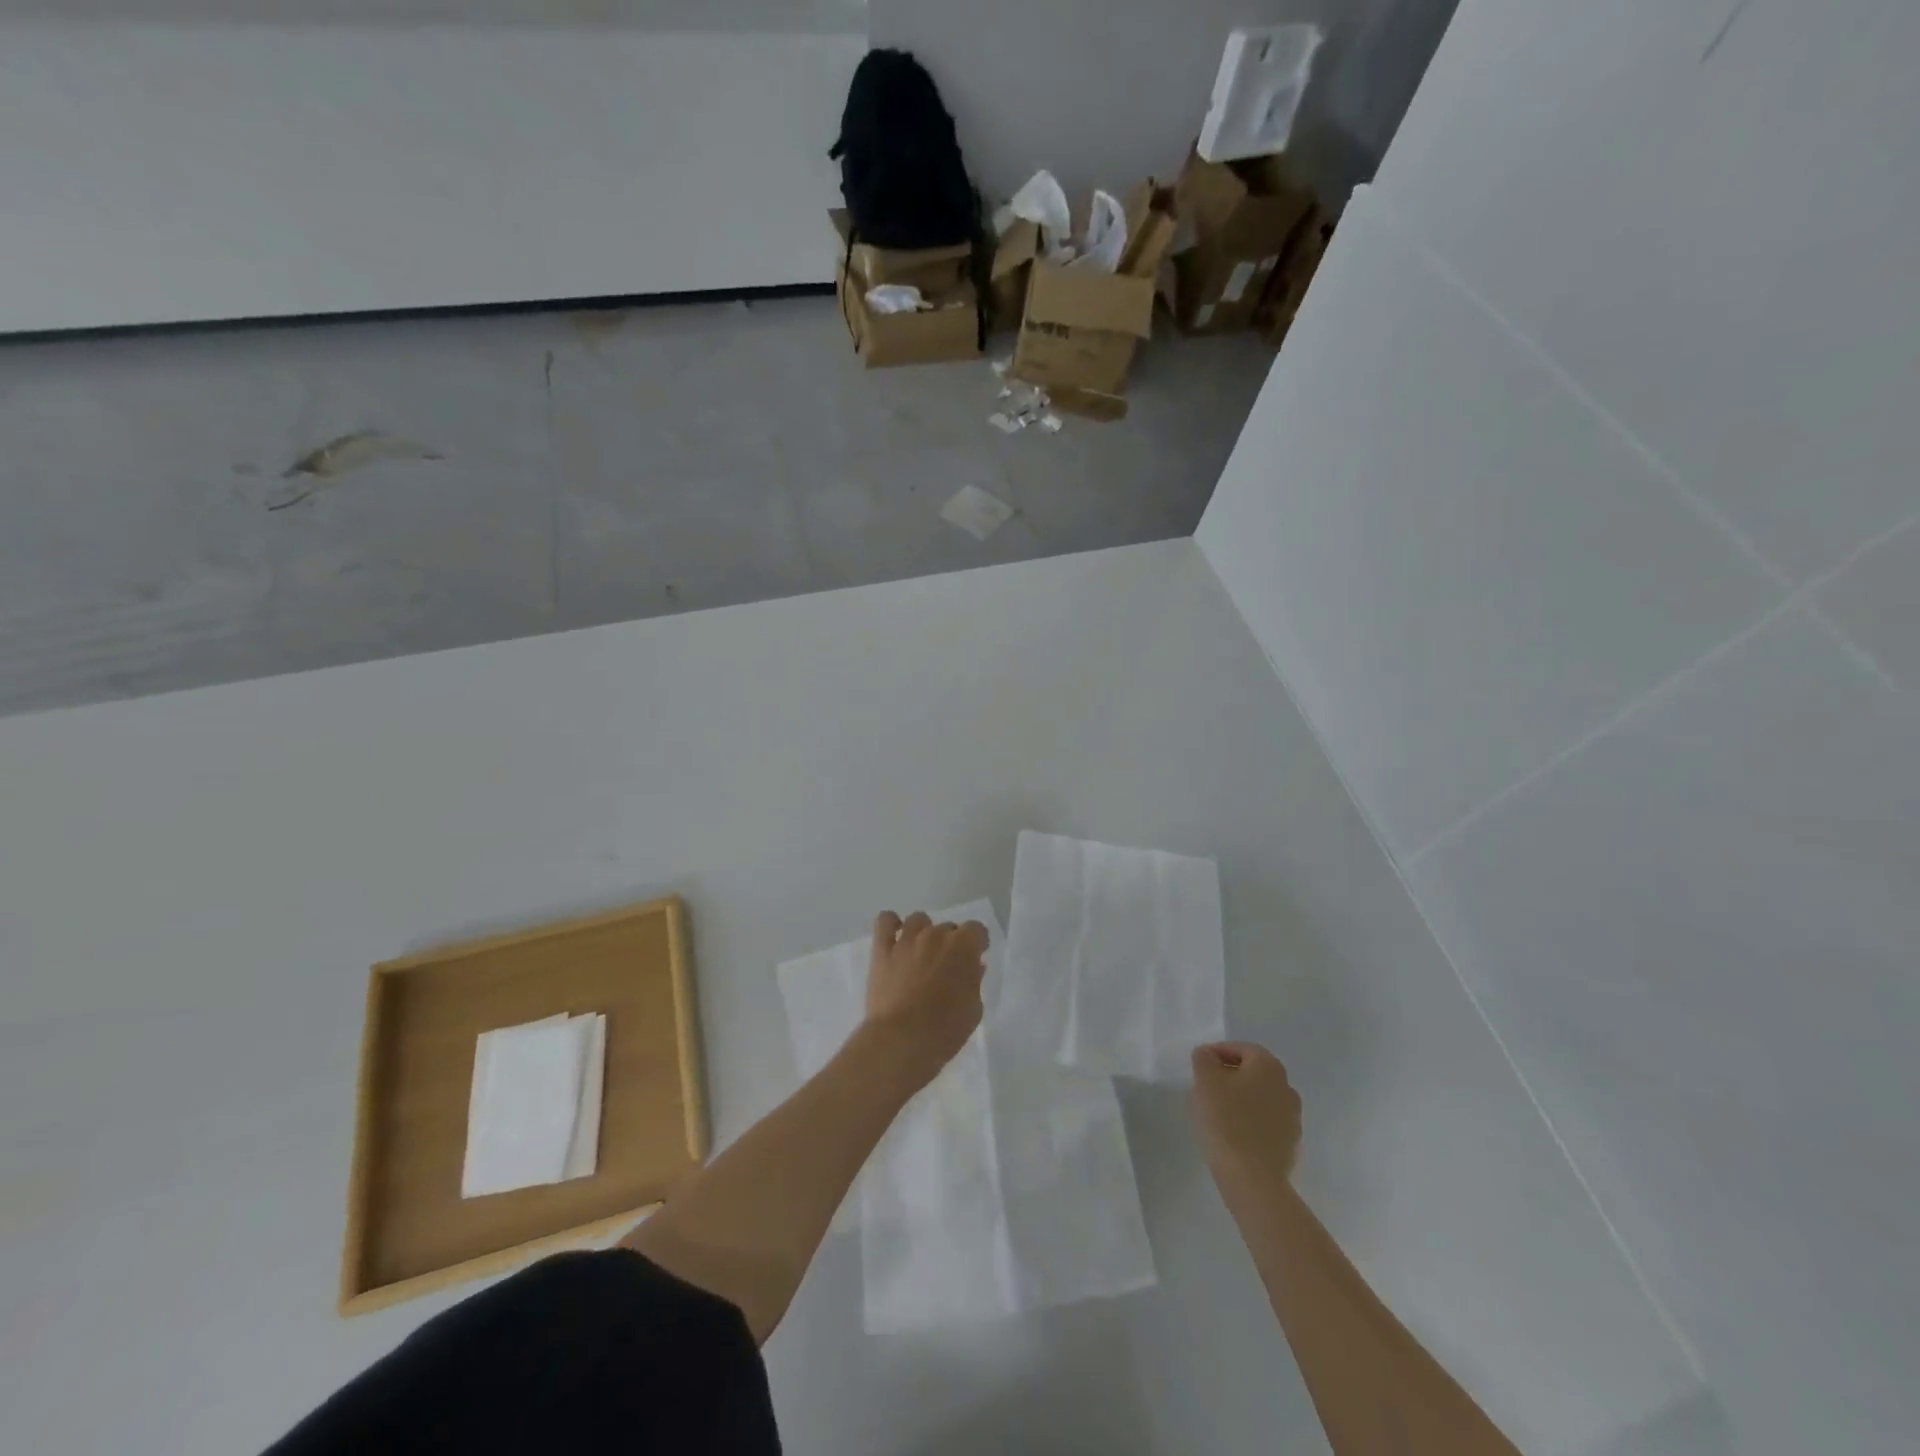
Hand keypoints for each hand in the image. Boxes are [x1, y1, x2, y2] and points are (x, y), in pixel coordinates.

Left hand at [861, 911, 988, 1089]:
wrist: (901, 1042)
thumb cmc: (945, 1031)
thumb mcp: (973, 1010)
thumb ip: (974, 982)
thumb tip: (973, 967)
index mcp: (963, 947)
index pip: (976, 929)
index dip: (976, 944)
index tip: (974, 959)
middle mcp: (935, 935)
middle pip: (947, 927)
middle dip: (949, 944)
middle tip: (945, 967)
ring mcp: (906, 940)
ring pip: (918, 920)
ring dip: (923, 933)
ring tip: (920, 954)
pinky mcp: (882, 950)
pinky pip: (885, 921)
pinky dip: (890, 924)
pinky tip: (894, 937)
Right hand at [1190, 1042, 1302, 1184]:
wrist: (1253, 1178)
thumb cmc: (1227, 1120)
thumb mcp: (1205, 1080)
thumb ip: (1204, 1059)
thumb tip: (1208, 1055)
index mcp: (1269, 1066)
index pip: (1241, 1049)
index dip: (1218, 1052)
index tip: (1199, 1065)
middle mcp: (1286, 1087)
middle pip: (1253, 1072)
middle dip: (1229, 1075)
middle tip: (1205, 1086)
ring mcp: (1292, 1117)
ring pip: (1260, 1098)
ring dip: (1240, 1098)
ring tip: (1216, 1111)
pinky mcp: (1290, 1144)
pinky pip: (1266, 1122)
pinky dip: (1250, 1120)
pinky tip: (1232, 1133)